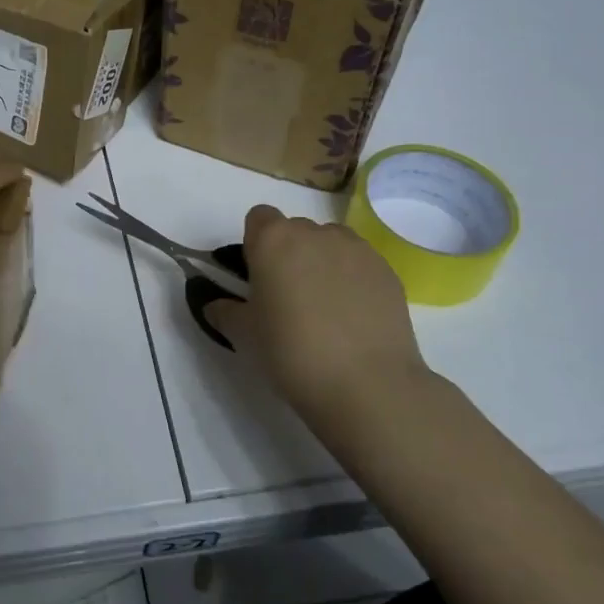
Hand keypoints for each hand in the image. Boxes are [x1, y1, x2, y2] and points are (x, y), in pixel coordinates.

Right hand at [212, 205, 428, 428]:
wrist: (367, 385)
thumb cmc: (291, 352)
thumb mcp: (244, 336)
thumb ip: (224, 312)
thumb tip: (215, 305)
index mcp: (273, 240)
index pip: (258, 218)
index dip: (256, 243)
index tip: (257, 276)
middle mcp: (315, 233)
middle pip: (295, 230)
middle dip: (289, 254)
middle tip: (287, 298)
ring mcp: (356, 249)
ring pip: (330, 244)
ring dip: (322, 263)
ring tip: (325, 308)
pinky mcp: (387, 271)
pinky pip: (360, 264)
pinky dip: (353, 280)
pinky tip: (353, 318)